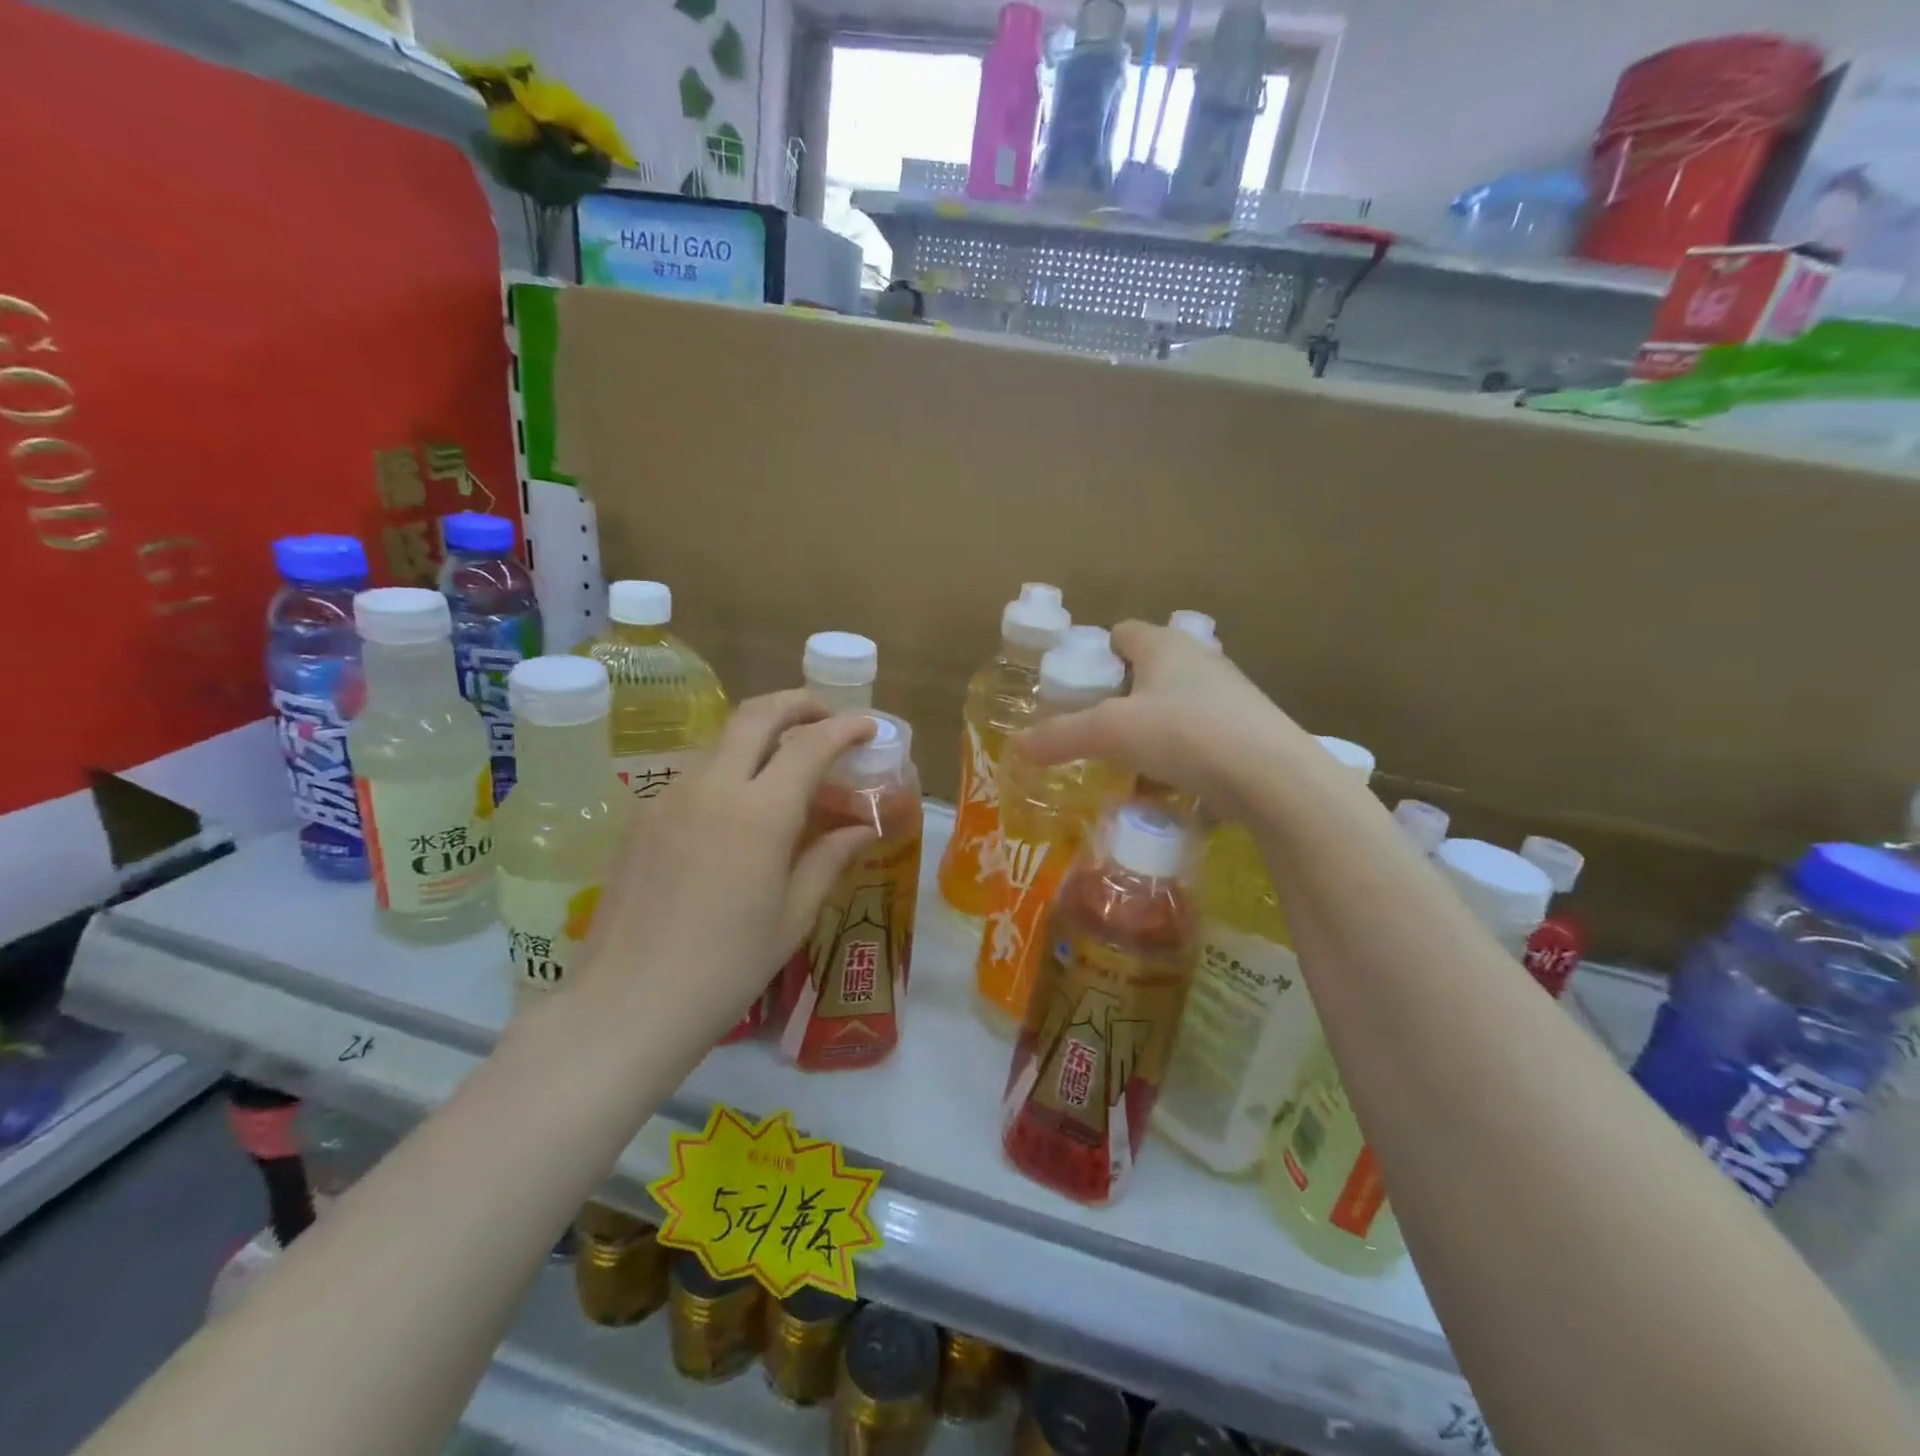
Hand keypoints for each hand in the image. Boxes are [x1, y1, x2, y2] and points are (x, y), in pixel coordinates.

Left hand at [577, 691, 876, 1043]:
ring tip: (786, 770)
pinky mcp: (642, 817)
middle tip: (826, 718)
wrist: (628, 1004)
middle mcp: (712, 788)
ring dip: (761, 738)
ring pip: (723, 743)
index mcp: (759, 813)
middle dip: (798, 703)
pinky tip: (738, 814)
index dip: (845, 727)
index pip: (810, 744)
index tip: (869, 726)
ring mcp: (669, 798)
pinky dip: (729, 773)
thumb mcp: (792, 916)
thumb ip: (828, 859)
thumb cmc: (726, 968)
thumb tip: (860, 829)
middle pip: (756, 715)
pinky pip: (696, 776)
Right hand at [1016, 620, 1311, 823]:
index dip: (1095, 653)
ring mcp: (1229, 697)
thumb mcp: (1111, 733)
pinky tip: (1165, 787)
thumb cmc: (1185, 733)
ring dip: (1150, 730)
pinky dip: (1178, 757)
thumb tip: (1015, 746)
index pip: (1122, 633)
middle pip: (1149, 670)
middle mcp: (1200, 661)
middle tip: (1094, 728)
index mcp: (1166, 645)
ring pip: (1175, 707)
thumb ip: (1060, 737)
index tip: (1076, 686)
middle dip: (1120, 697)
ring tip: (1125, 763)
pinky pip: (1199, 739)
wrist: (1273, 777)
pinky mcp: (1247, 733)